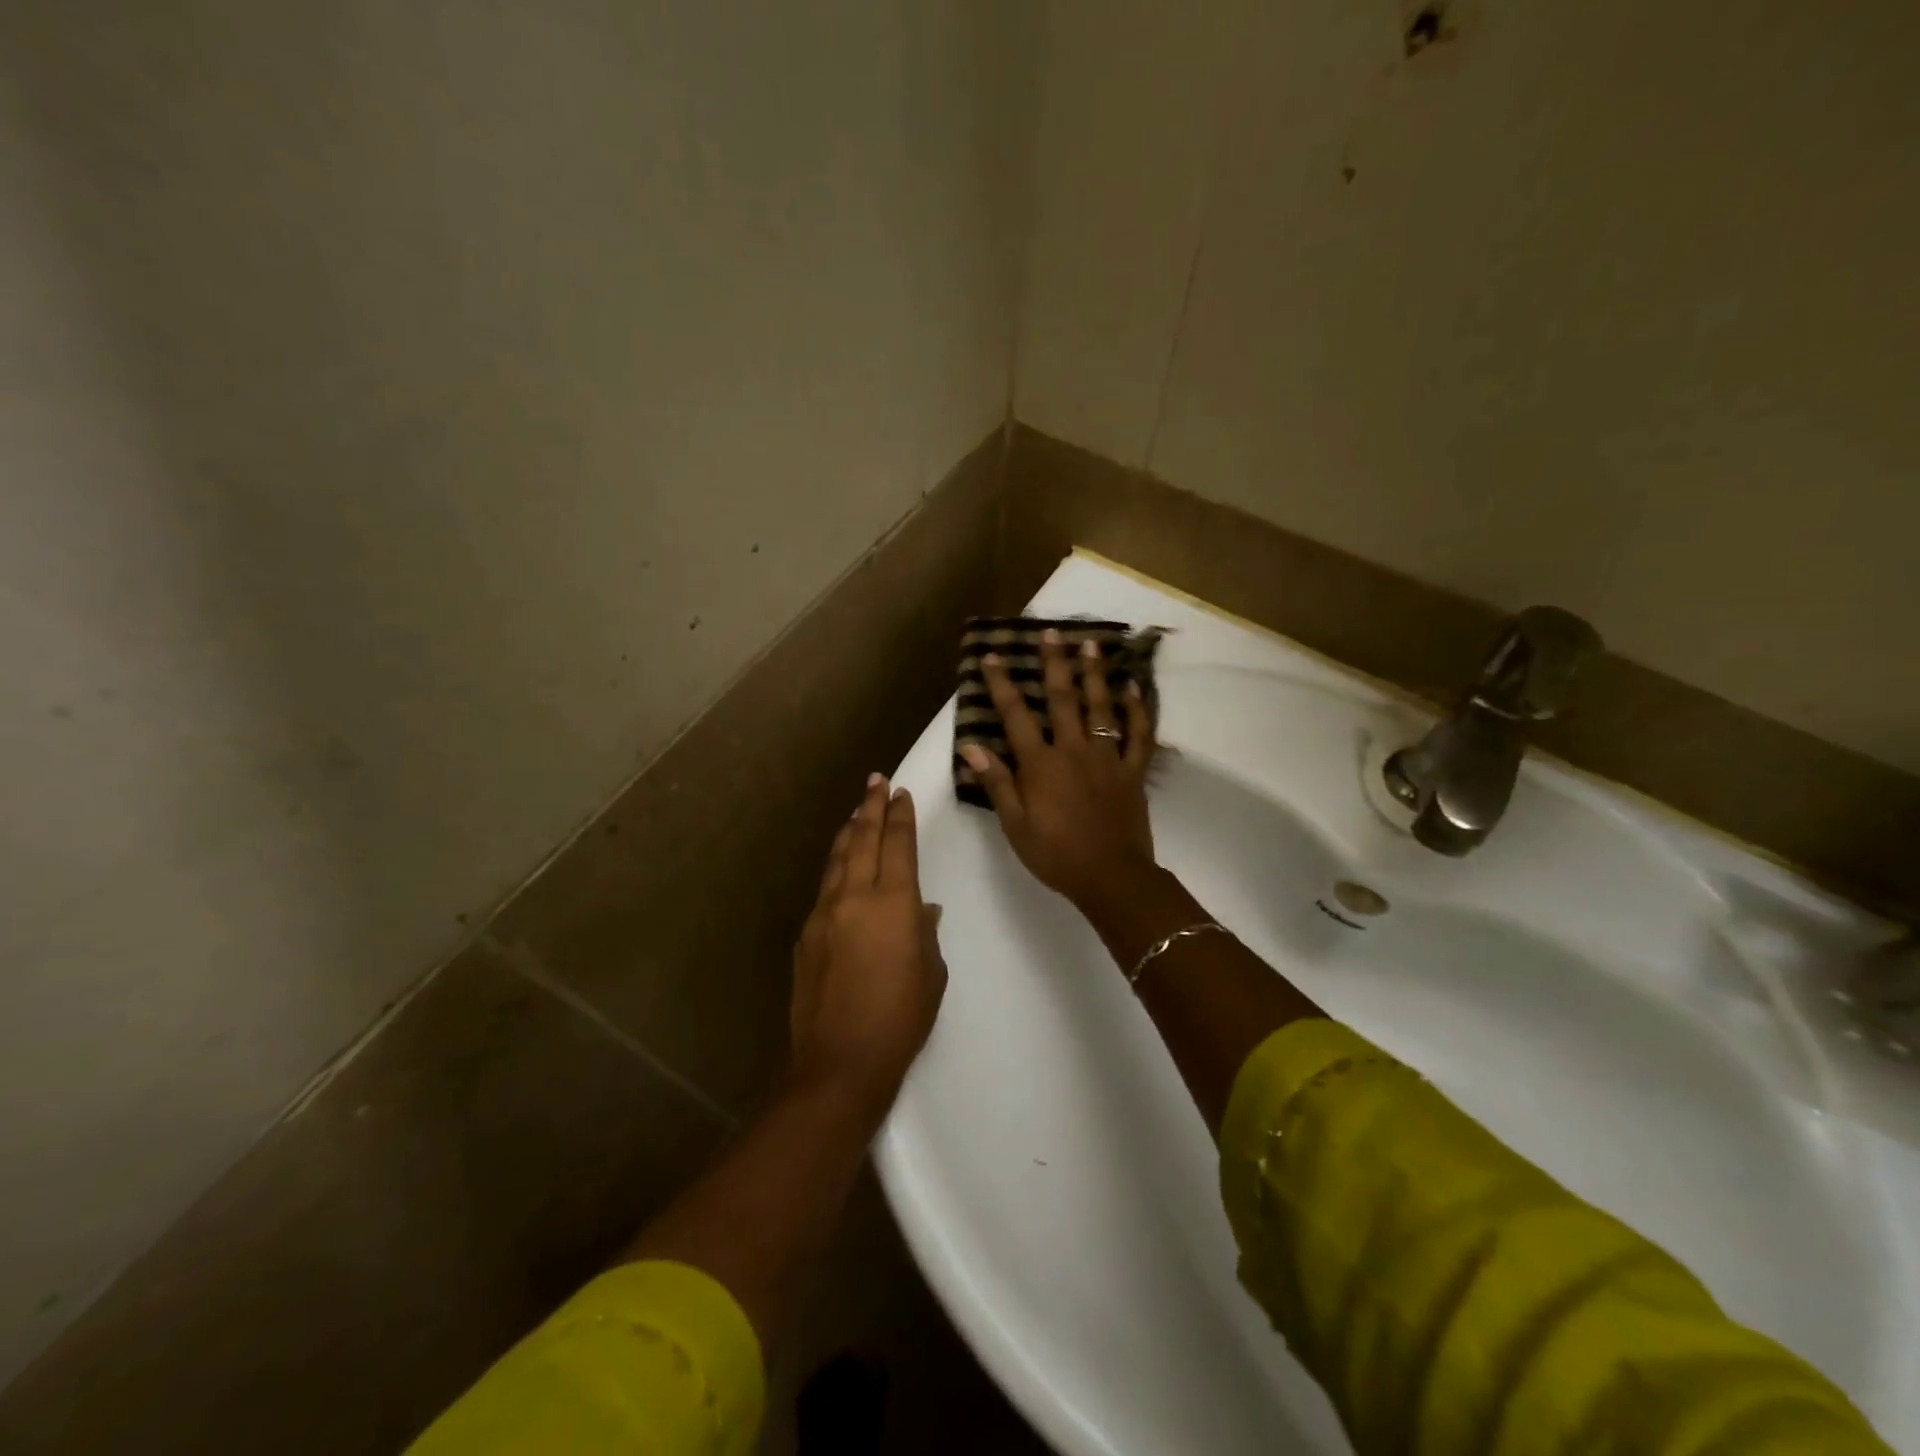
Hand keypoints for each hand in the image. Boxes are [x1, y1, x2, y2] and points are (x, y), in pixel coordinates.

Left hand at [789, 774, 947, 1116]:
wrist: (840, 1062)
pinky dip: (835, 868)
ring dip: (848, 831)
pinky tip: (839, 868)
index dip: (900, 816)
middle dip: (871, 807)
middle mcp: (855, 897)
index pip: (898, 844)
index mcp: (894, 903)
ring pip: (837, 859)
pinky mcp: (806, 935)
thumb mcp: (931, 974)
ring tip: (856, 812)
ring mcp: (824, 914)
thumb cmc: (901, 1019)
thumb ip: (924, 933)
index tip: (900, 793)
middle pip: (862, 839)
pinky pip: (824, 889)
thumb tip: (921, 910)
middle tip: (876, 782)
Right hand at [961, 630, 1157, 910]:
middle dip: (1054, 664)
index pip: (1016, 716)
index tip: (992, 656)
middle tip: (1051, 632)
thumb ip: (997, 783)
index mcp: (1041, 765)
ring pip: (1102, 708)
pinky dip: (1137, 711)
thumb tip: (972, 747)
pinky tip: (1134, 689)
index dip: (1003, 685)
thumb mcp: (1015, 825)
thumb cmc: (1056, 854)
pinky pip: (1138, 736)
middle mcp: (1074, 751)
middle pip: (1063, 699)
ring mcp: (1107, 759)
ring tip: (1091, 644)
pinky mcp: (1132, 772)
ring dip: (1095, 674)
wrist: (1111, 877)